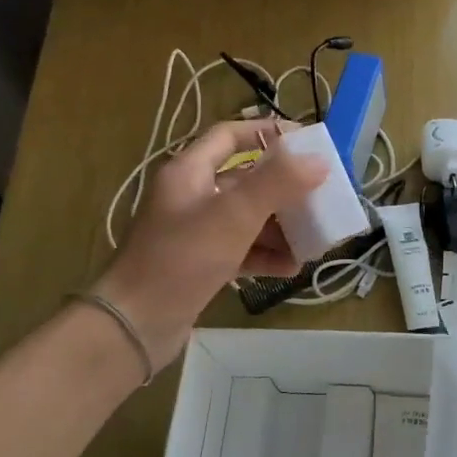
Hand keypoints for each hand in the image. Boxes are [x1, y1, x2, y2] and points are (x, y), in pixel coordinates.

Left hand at [94, 120, 328, 365]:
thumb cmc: (182, 258)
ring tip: (314, 239)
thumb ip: (277, 183)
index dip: (267, 133)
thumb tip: (319, 160)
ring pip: (248, 218)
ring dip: (281, 227)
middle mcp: (191, 196)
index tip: (307, 143)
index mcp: (189, 171)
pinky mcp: (201, 264)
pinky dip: (266, 255)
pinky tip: (292, 267)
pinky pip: (242, 250)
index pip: (230, 135)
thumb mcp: (233, 215)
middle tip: (322, 197)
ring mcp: (196, 232)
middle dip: (285, 190)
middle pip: (246, 180)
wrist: (135, 324)